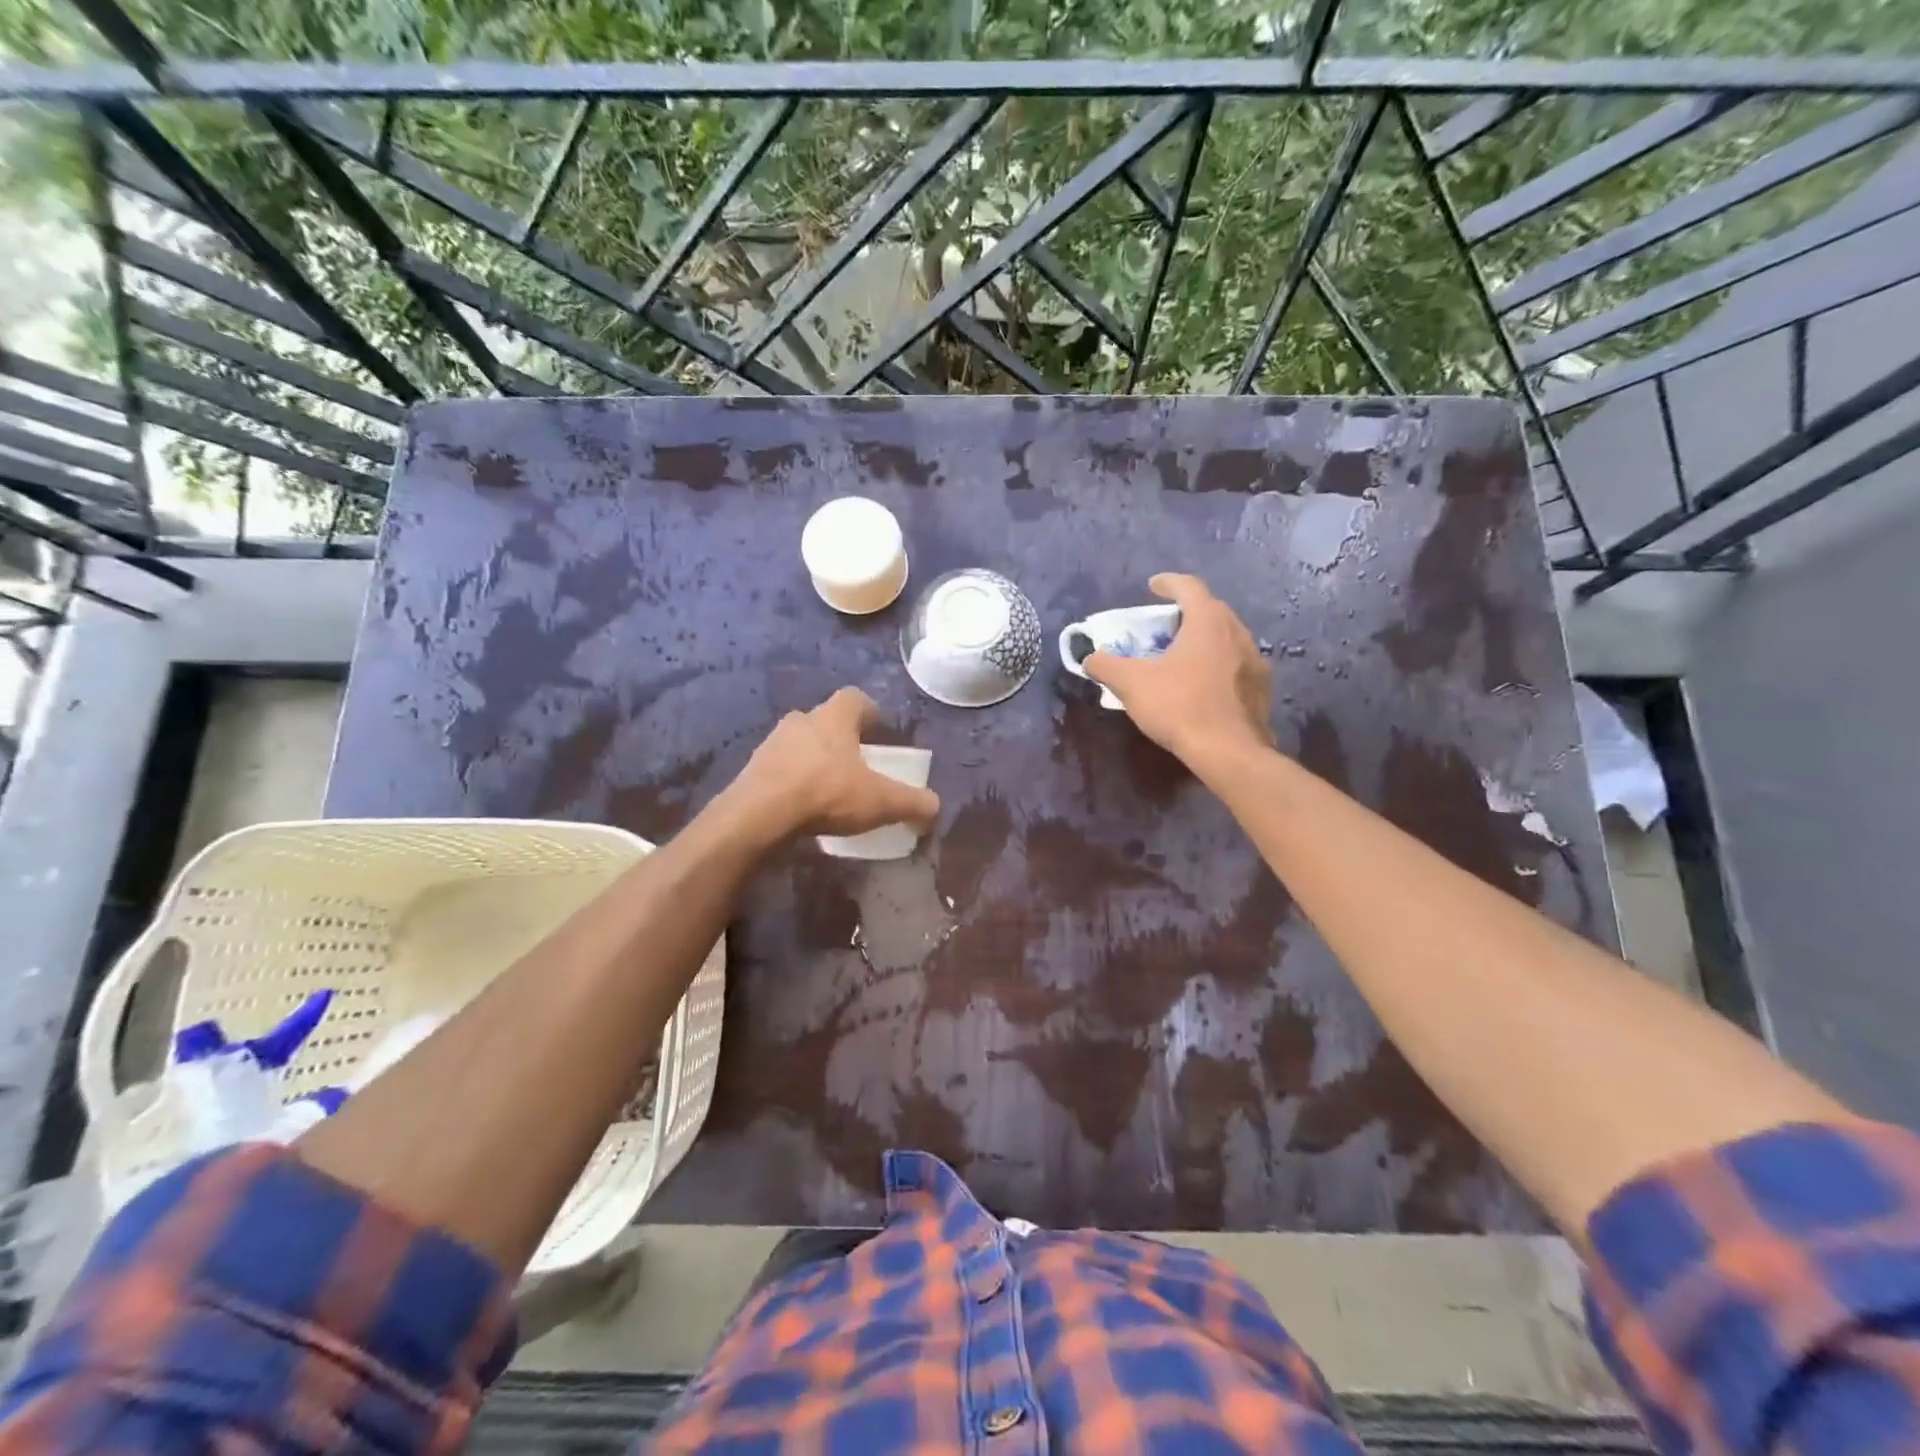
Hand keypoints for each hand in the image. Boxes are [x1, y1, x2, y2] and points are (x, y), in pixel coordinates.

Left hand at [726, 688, 940, 840]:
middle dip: (843, 740)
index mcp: (834, 717)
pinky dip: (794, 782)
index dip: (870, 713)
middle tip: (858, 765)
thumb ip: (912, 802)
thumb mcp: (881, 801)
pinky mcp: (753, 770)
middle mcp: (801, 720)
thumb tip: (935, 807)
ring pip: (801, 745)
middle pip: (827, 722)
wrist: (759, 815)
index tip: (880, 733)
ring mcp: (772, 743)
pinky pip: (781, 770)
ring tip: (829, 790)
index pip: (855, 699)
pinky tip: (803, 807)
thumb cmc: (826, 793)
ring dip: (815, 761)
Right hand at [1084, 574, 1274, 764]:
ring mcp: (1254, 661)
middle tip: (1165, 624)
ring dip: (1204, 639)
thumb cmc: (1179, 706)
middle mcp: (1237, 633)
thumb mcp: (1131, 684)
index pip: (1189, 587)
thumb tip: (1089, 657)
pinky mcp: (1261, 688)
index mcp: (1208, 622)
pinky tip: (1203, 684)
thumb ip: (1106, 665)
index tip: (1152, 586)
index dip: (1168, 583)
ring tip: (1183, 654)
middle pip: (1211, 610)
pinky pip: (1236, 664)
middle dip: (1187, 611)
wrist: (1229, 752)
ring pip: (1227, 638)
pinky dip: (1217, 664)